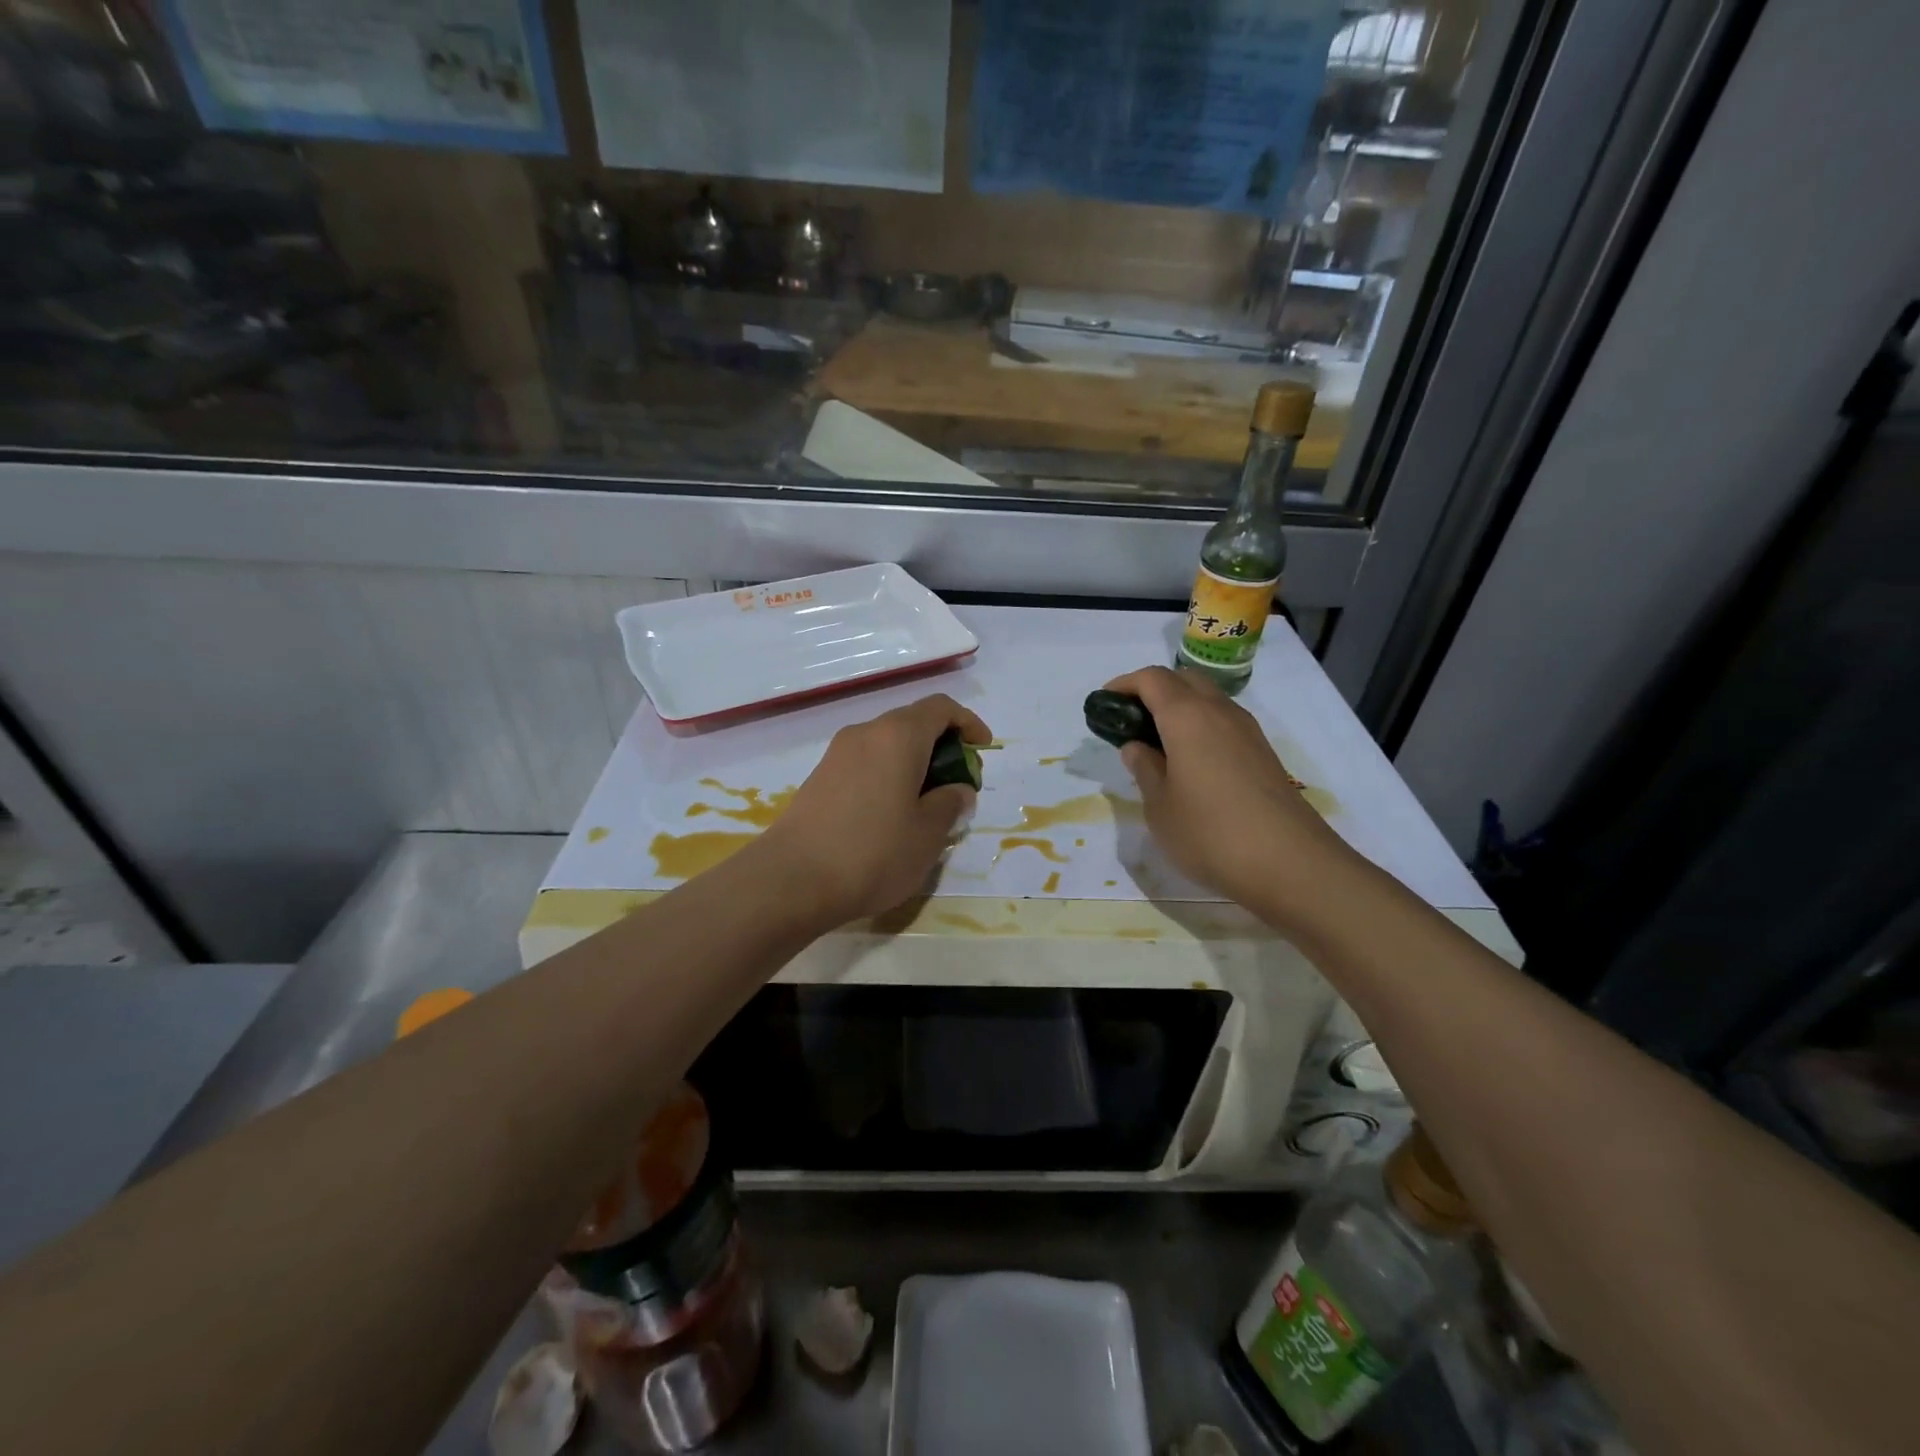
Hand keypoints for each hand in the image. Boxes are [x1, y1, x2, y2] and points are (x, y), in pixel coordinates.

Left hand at [755, 693, 991, 925]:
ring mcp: (837, 754)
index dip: (968, 723)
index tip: (982, 751)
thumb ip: (951, 803)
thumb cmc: (873, 852)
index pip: (941, 707)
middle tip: (958, 786)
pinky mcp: (820, 777)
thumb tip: (957, 789)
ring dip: (914, 764)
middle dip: (943, 747)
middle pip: (913, 723)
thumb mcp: (928, 833)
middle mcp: (866, 733)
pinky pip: (866, 763)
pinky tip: (891, 816)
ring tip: (927, 806)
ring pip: (888, 744)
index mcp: (898, 736)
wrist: (792, 880)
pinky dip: (888, 776)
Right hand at [1104, 666, 1342, 912]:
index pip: (1151, 679)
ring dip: (1179, 708)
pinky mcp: (1263, 753)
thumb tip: (1136, 746)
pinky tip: (1190, 763)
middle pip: (1183, 680)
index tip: (1104, 704)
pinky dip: (1200, 727)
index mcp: (1187, 717)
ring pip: (1207, 699)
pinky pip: (1224, 723)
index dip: (1124, 685)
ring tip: (1157, 744)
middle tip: (1131, 721)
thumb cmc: (1209, 833)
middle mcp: (1219, 712)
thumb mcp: (1159, 806)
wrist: (1289, 864)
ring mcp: (1247, 731)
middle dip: (1153, 690)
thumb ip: (1145, 768)